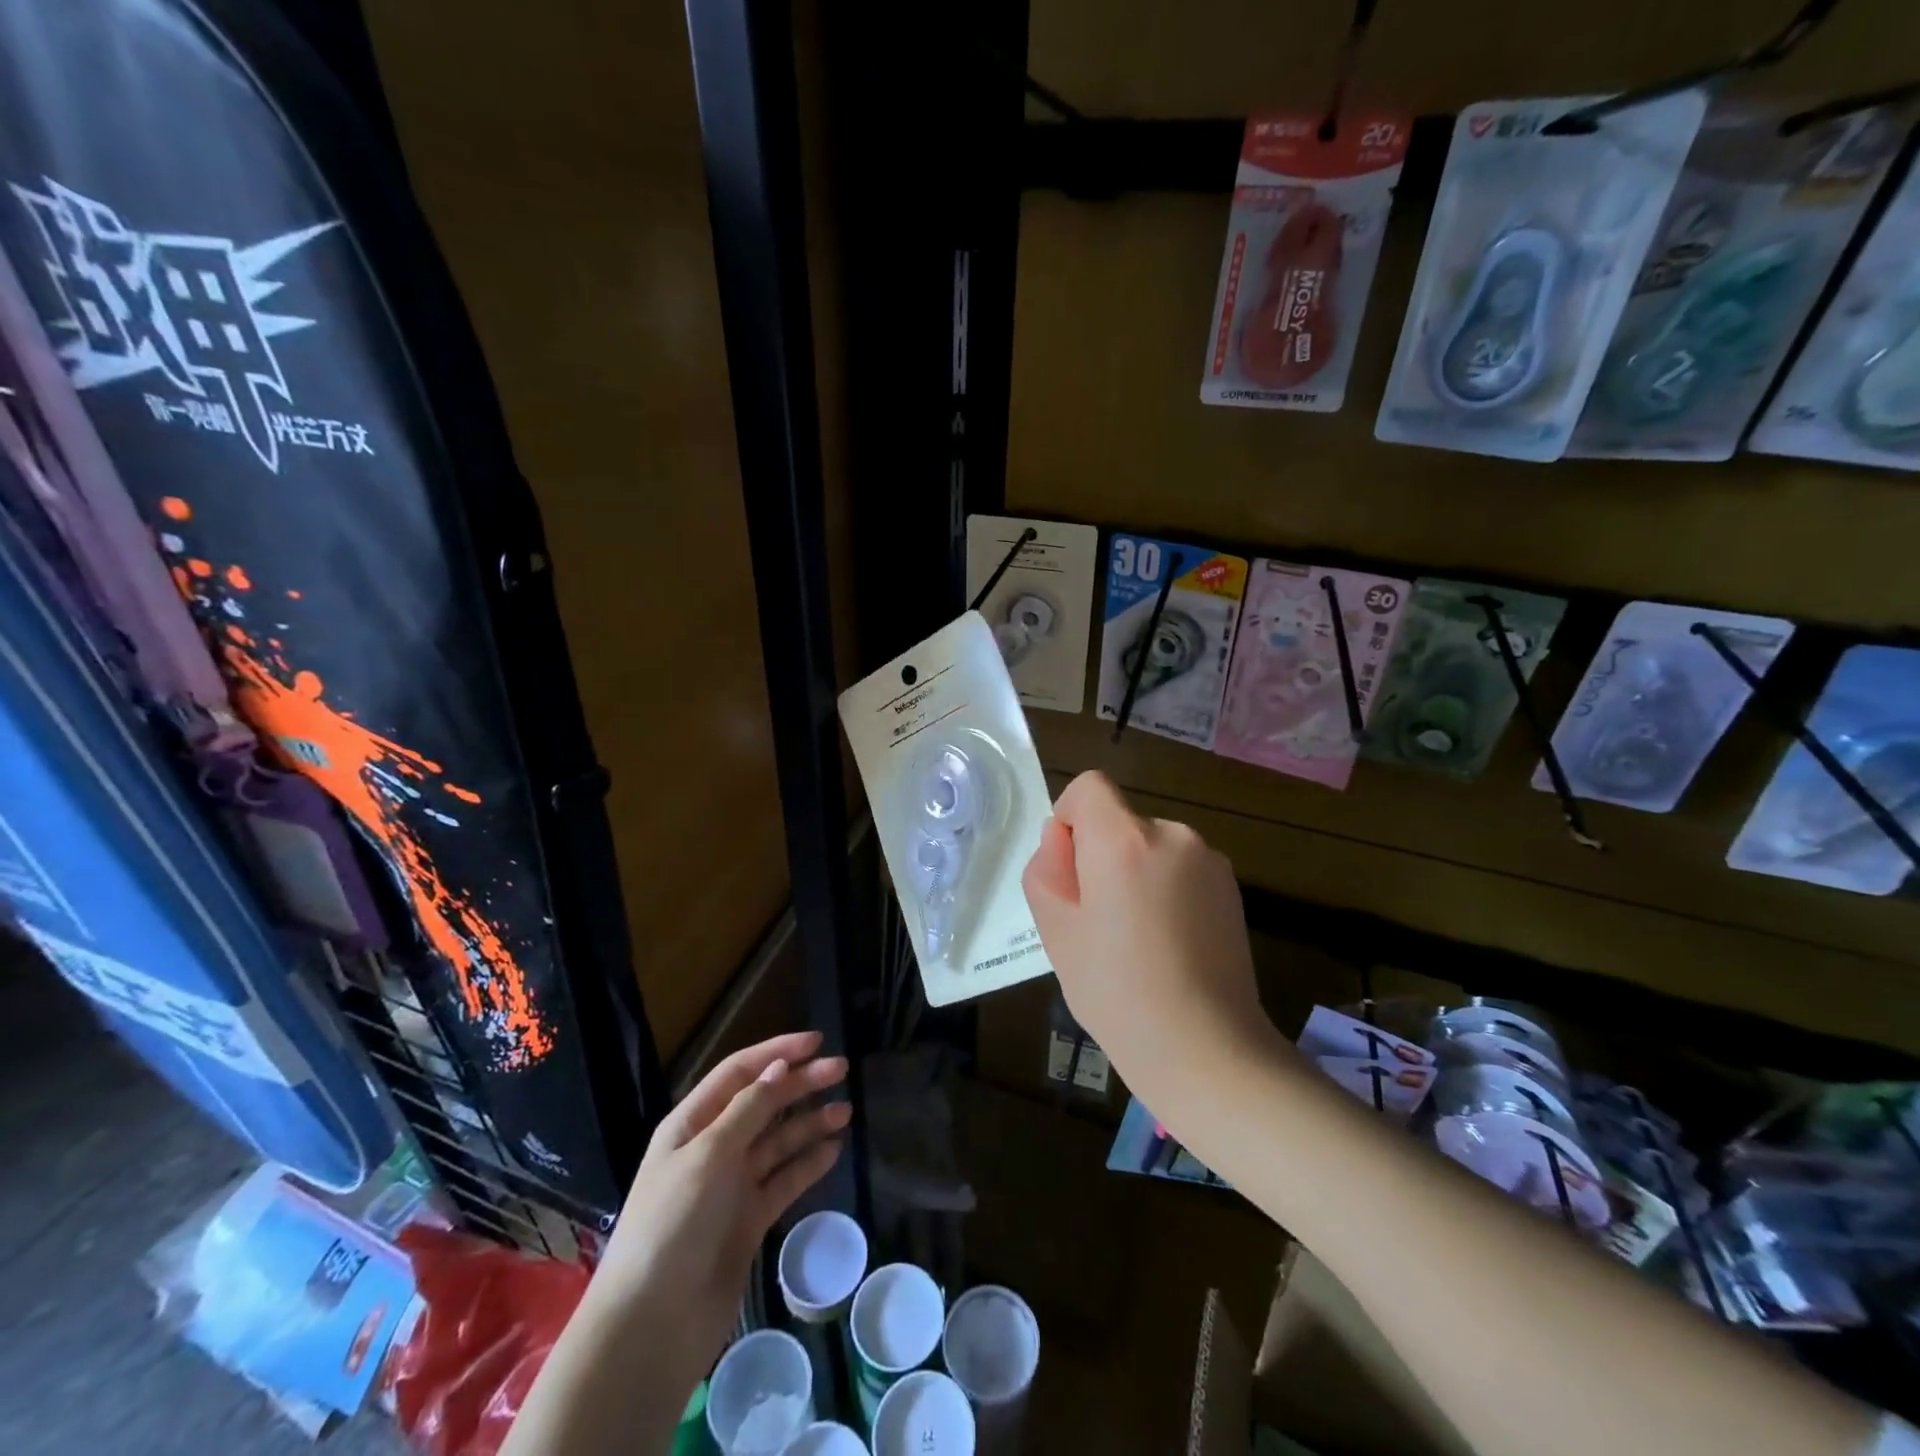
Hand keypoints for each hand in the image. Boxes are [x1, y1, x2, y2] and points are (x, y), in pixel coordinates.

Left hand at [593, 1032, 850, 1374]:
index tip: (817, 1042)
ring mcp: (731, 1185)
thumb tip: (780, 1066)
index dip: (777, 1052)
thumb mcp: (708, 1155)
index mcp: (692, 1124)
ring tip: (846, 1111)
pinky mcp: (748, 1220)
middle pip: (763, 1103)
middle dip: (801, 1084)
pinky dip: (808, 1163)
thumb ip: (748, 1109)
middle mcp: (713, 1147)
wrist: (652, 1325)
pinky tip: (833, 1150)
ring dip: (809, 1123)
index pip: (739, 1072)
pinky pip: (783, 1180)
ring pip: (778, 1141)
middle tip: (841, 1070)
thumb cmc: (673, 1224)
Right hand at [1022, 771, 1273, 1108]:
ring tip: (1139, 938)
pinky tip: (1171, 943)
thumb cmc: (1115, 991)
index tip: (1073, 872)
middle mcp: (1171, 834)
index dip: (1071, 819)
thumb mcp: (1055, 930)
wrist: (1204, 1048)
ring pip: (1151, 846)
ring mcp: (1209, 859)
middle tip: (1100, 921)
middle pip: (1120, 821)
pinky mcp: (1232, 886)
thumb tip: (1064, 840)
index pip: (1090, 786)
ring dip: (1136, 872)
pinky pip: (1181, 868)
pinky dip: (1167, 888)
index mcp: (1123, 839)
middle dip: (1102, 854)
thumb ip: (1047, 868)